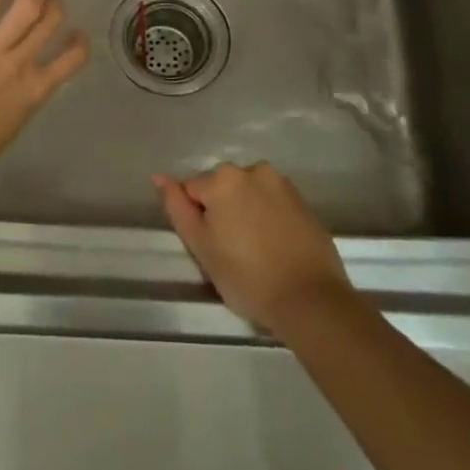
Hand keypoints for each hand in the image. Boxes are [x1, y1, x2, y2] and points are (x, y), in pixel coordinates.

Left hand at [0, 0, 88, 191]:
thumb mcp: (8, 129)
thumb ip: (18, 102)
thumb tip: (16, 90)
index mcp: (35, 92)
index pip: (73, 57)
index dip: (78, 40)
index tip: (74, 32)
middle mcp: (21, 64)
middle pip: (51, 20)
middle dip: (54, 2)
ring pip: (26, 6)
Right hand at [154, 163, 354, 334]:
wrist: (310, 300)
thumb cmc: (247, 276)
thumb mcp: (201, 246)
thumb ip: (177, 207)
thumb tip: (159, 177)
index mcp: (223, 178)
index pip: (192, 190)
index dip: (198, 220)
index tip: (212, 247)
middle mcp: (253, 170)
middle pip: (222, 188)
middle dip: (222, 211)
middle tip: (231, 251)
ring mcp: (282, 183)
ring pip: (248, 193)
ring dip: (245, 212)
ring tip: (255, 250)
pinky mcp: (303, 201)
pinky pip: (272, 203)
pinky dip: (268, 218)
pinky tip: (275, 247)